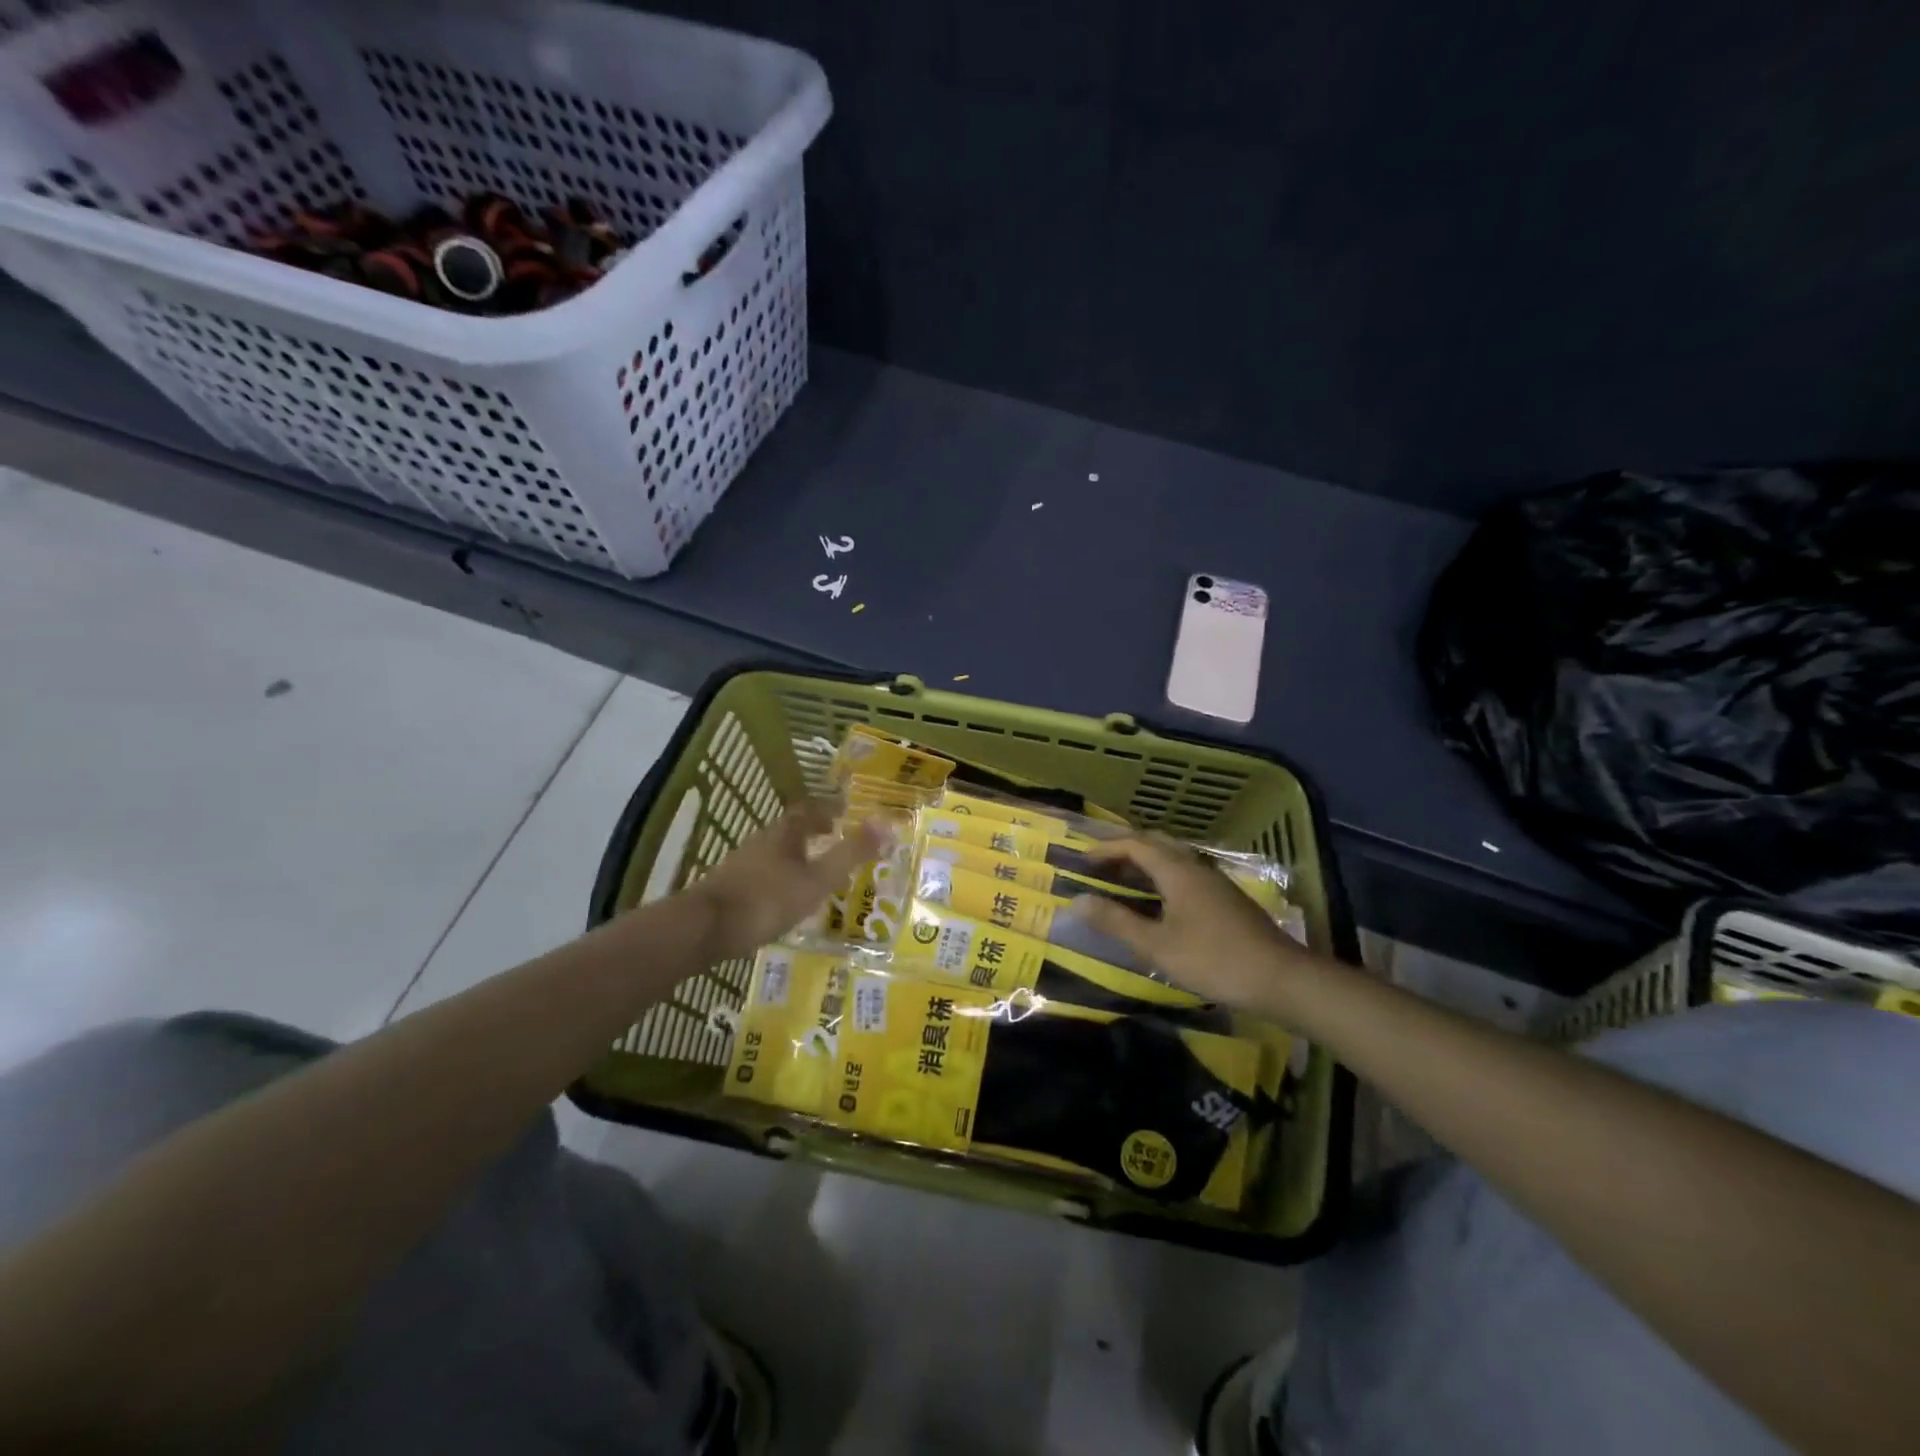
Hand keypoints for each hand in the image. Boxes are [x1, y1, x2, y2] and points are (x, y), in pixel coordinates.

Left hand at [685, 799, 882, 959]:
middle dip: (811, 837)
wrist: (703, 928)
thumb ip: (850, 854)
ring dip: (793, 860)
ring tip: (811, 878)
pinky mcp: (726, 889)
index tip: (842, 818)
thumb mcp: (817, 880)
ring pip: (773, 855)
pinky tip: (781, 903)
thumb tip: (886, 823)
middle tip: (831, 847)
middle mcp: (760, 842)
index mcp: (784, 834)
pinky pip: (759, 877)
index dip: (827, 812)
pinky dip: (776, 882)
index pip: (808, 812)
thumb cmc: (767, 900)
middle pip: (789, 832)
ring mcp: (739, 865)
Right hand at [1078, 834, 1320, 1010]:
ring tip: (1124, 879)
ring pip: (1174, 857)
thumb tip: (1077, 901)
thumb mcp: (1157, 945)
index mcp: (1177, 870)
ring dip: (1146, 861)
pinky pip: (1186, 872)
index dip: (1106, 849)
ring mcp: (1215, 881)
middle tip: (1101, 864)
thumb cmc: (1213, 959)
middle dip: (1125, 848)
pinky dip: (1163, 874)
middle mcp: (1196, 866)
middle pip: (1156, 843)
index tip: (1082, 860)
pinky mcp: (1227, 898)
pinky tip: (1160, 900)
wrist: (1280, 978)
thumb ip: (1116, 922)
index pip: (1135, 845)